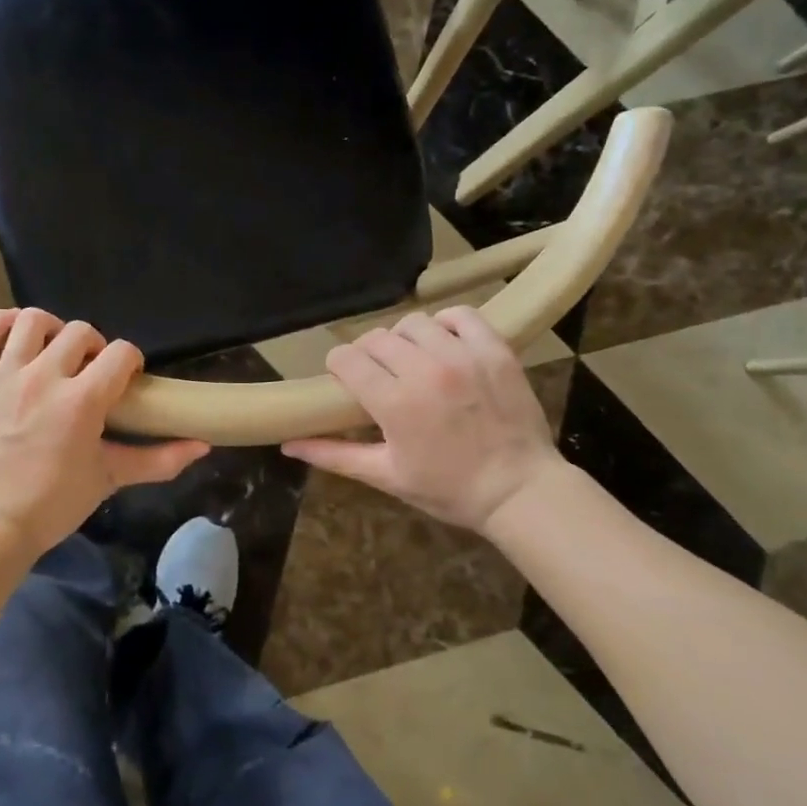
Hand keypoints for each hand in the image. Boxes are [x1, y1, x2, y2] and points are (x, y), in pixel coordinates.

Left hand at [0, 308, 208, 555]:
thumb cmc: (52, 505)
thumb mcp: (109, 479)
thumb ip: (159, 460)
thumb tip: (203, 446)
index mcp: (82, 400)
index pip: (121, 353)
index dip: (131, 361)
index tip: (127, 380)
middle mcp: (44, 378)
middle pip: (81, 332)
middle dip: (95, 347)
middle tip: (92, 373)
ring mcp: (4, 377)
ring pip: (31, 322)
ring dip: (51, 329)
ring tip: (55, 351)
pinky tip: (13, 334)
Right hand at [283, 307, 558, 535]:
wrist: (520, 491)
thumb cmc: (449, 489)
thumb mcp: (387, 476)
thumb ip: (335, 455)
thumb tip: (287, 445)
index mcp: (394, 403)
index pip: (346, 358)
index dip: (339, 367)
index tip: (347, 380)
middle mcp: (425, 370)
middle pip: (375, 338)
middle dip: (368, 355)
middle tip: (381, 376)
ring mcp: (463, 356)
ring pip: (413, 323)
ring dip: (404, 339)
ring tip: (414, 360)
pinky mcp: (494, 350)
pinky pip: (461, 315)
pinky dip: (447, 323)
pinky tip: (445, 344)